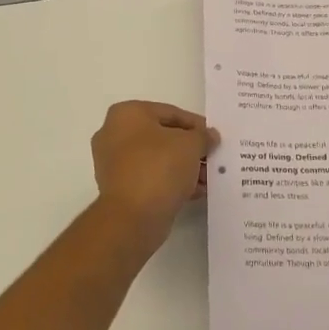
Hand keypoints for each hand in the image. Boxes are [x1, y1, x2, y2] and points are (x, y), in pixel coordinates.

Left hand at [91, 101, 216, 242]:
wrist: (132, 217)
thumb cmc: (159, 167)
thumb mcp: (190, 144)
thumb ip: (203, 136)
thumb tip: (209, 136)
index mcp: (126, 114)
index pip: (170, 112)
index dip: (196, 124)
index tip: (214, 137)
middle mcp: (114, 134)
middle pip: (163, 136)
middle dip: (190, 148)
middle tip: (212, 158)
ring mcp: (113, 163)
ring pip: (157, 159)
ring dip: (183, 167)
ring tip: (208, 178)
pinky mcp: (119, 188)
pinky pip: (150, 178)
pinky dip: (171, 182)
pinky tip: (195, 191)